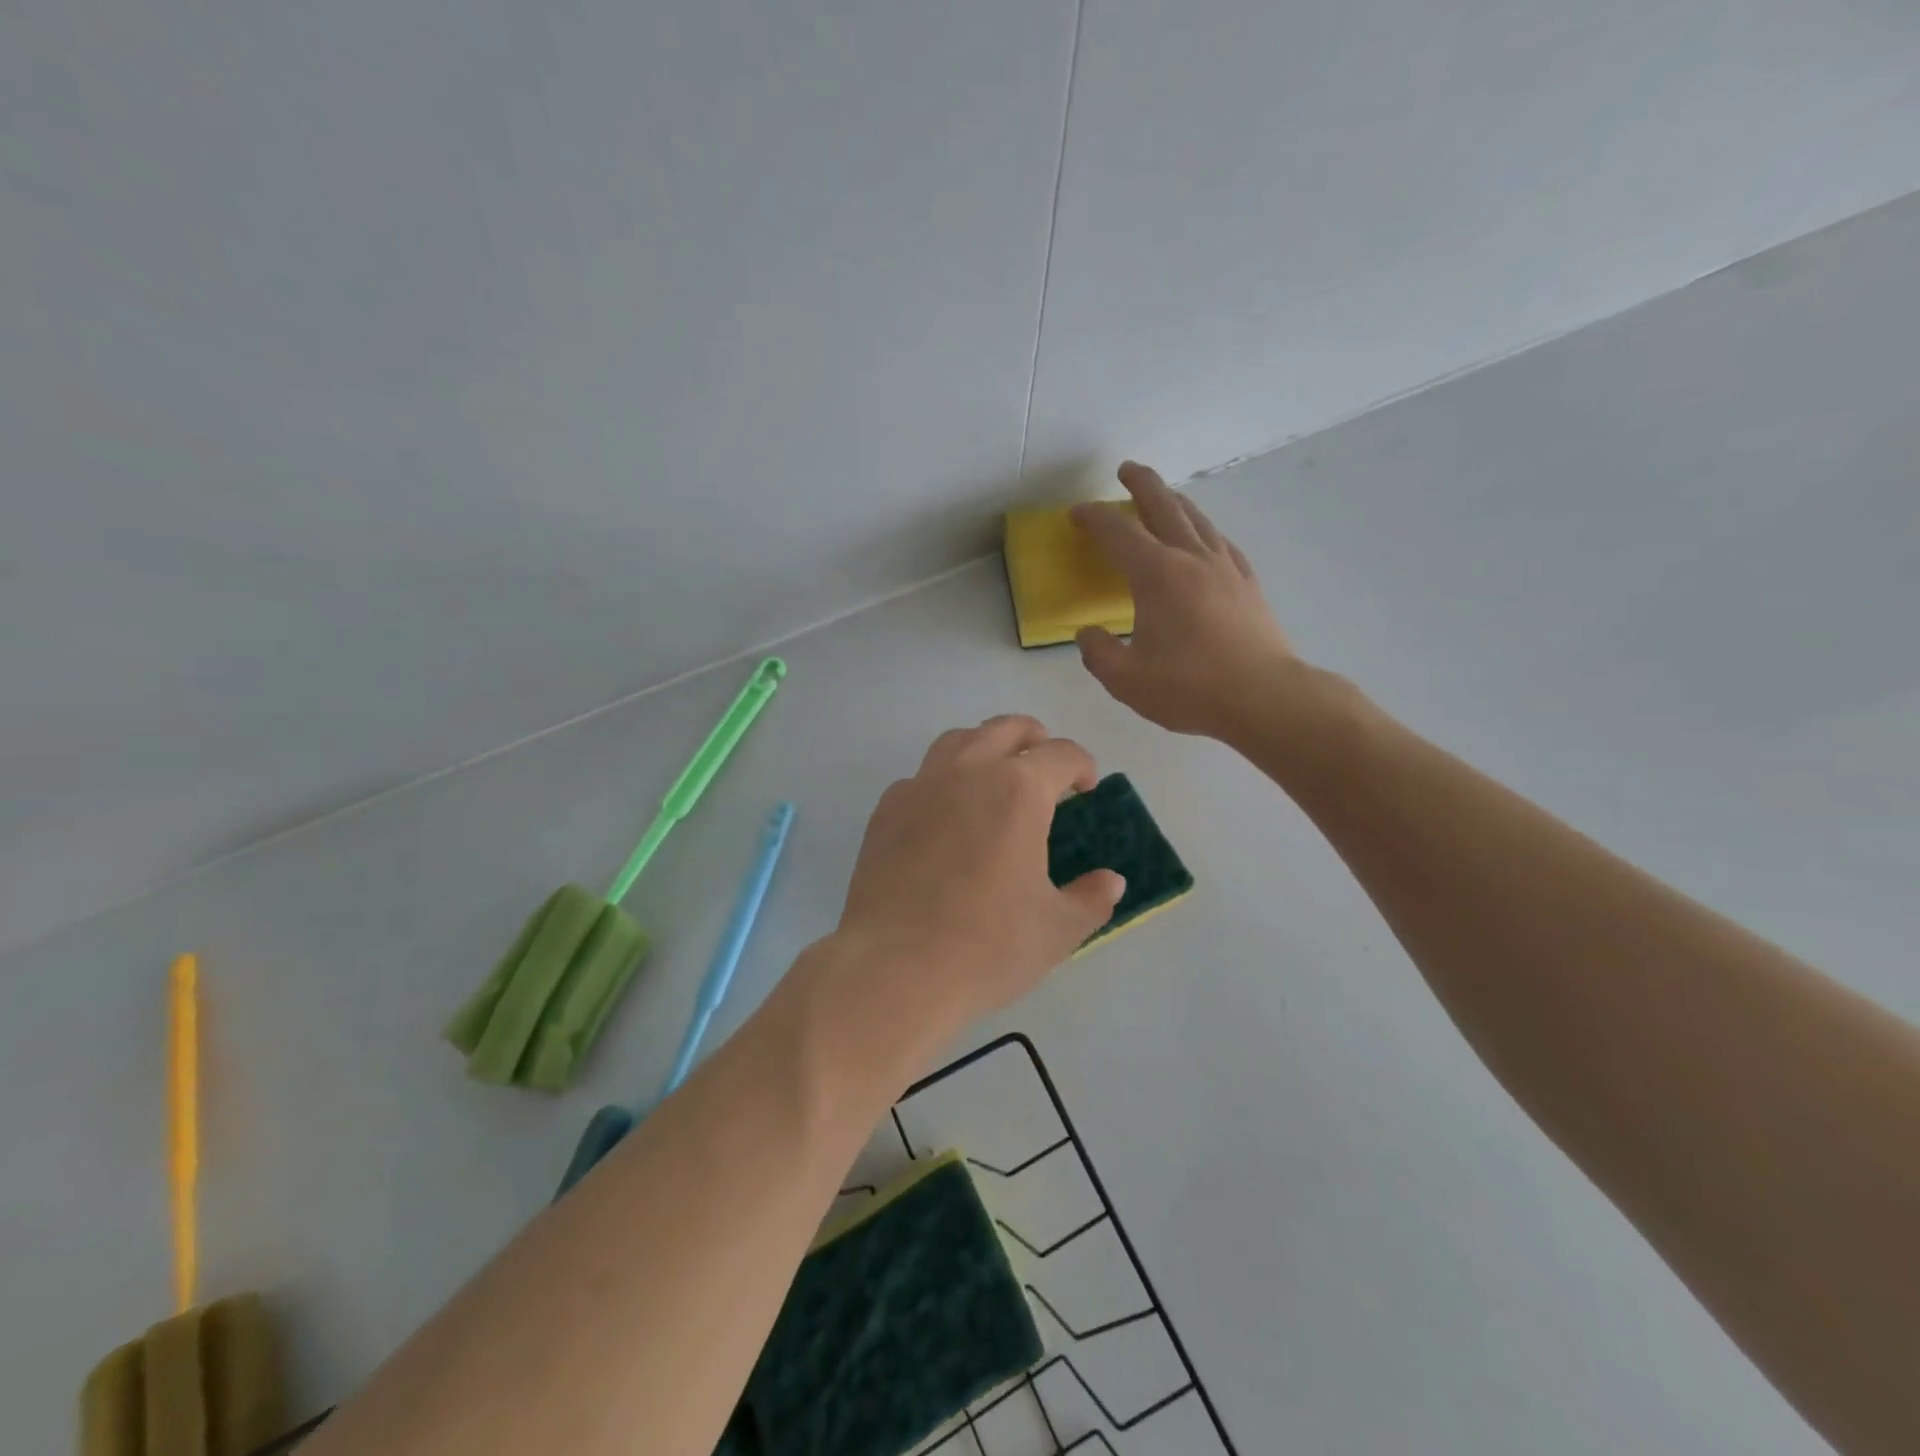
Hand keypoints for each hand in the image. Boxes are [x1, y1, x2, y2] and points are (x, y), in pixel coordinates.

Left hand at [824, 716, 1124, 1044]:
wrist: (893, 969)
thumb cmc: (986, 947)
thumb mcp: (1057, 929)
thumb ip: (1091, 898)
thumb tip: (1111, 881)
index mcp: (1018, 790)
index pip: (1061, 754)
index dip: (1083, 766)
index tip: (1087, 789)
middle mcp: (968, 772)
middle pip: (1006, 728)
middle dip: (1035, 739)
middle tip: (1047, 769)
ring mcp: (920, 786)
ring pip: (957, 740)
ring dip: (985, 746)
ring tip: (995, 778)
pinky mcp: (886, 811)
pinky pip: (921, 776)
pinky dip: (942, 780)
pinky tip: (946, 816)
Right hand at [1072, 461, 1296, 740]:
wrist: (1264, 697)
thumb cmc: (1190, 688)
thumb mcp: (1126, 680)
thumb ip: (1098, 653)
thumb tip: (1088, 634)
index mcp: (1156, 575)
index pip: (1118, 532)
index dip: (1094, 518)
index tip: (1077, 514)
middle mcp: (1191, 558)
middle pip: (1164, 507)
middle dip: (1142, 484)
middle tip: (1127, 470)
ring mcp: (1225, 567)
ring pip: (1196, 519)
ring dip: (1174, 501)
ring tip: (1162, 496)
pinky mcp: (1247, 583)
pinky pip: (1220, 541)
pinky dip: (1203, 529)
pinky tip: (1203, 537)